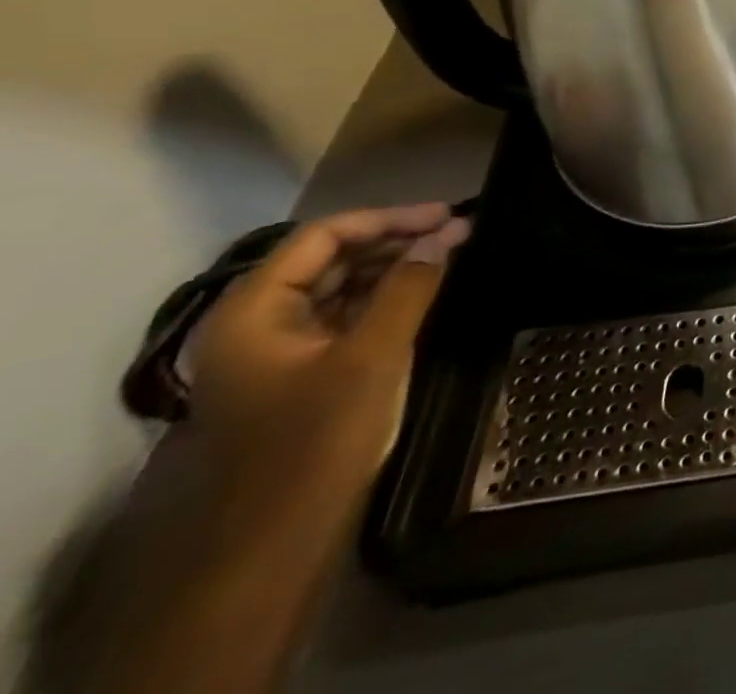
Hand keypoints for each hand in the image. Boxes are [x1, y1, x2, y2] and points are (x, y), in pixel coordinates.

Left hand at [188, 203, 468, 489]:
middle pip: (330, 259)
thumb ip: (409, 287)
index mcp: (253, 312)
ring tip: (450, 254)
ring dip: (394, 267)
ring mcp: (278, 352)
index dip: (387, 218)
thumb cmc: (316, 440)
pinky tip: (425, 291)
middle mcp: (257, 324)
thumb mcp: (372, 356)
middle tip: (457, 232)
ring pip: (341, 287)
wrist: (274, 546)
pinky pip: (345, 317)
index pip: (321, 238)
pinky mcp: (302, 375)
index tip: (445, 215)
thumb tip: (443, 235)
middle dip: (395, 240)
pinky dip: (385, 298)